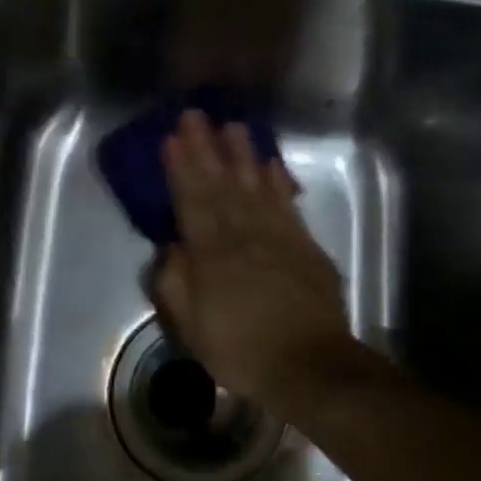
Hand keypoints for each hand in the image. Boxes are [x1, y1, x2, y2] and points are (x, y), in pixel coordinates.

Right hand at [152, 110, 354, 411]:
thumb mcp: (192, 328)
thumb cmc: (241, 351)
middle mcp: (244, 235)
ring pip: (256, 187)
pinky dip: (279, 182)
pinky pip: (288, 205)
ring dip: (242, 155)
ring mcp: (279, 237)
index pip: (191, 202)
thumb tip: (171, 248)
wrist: (309, 366)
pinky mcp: (306, 247)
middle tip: (195, 115)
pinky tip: (271, 164)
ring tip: (232, 127)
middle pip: (222, 185)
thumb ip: (175, 285)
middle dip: (206, 148)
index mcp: (212, 254)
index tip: (171, 138)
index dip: (181, 169)